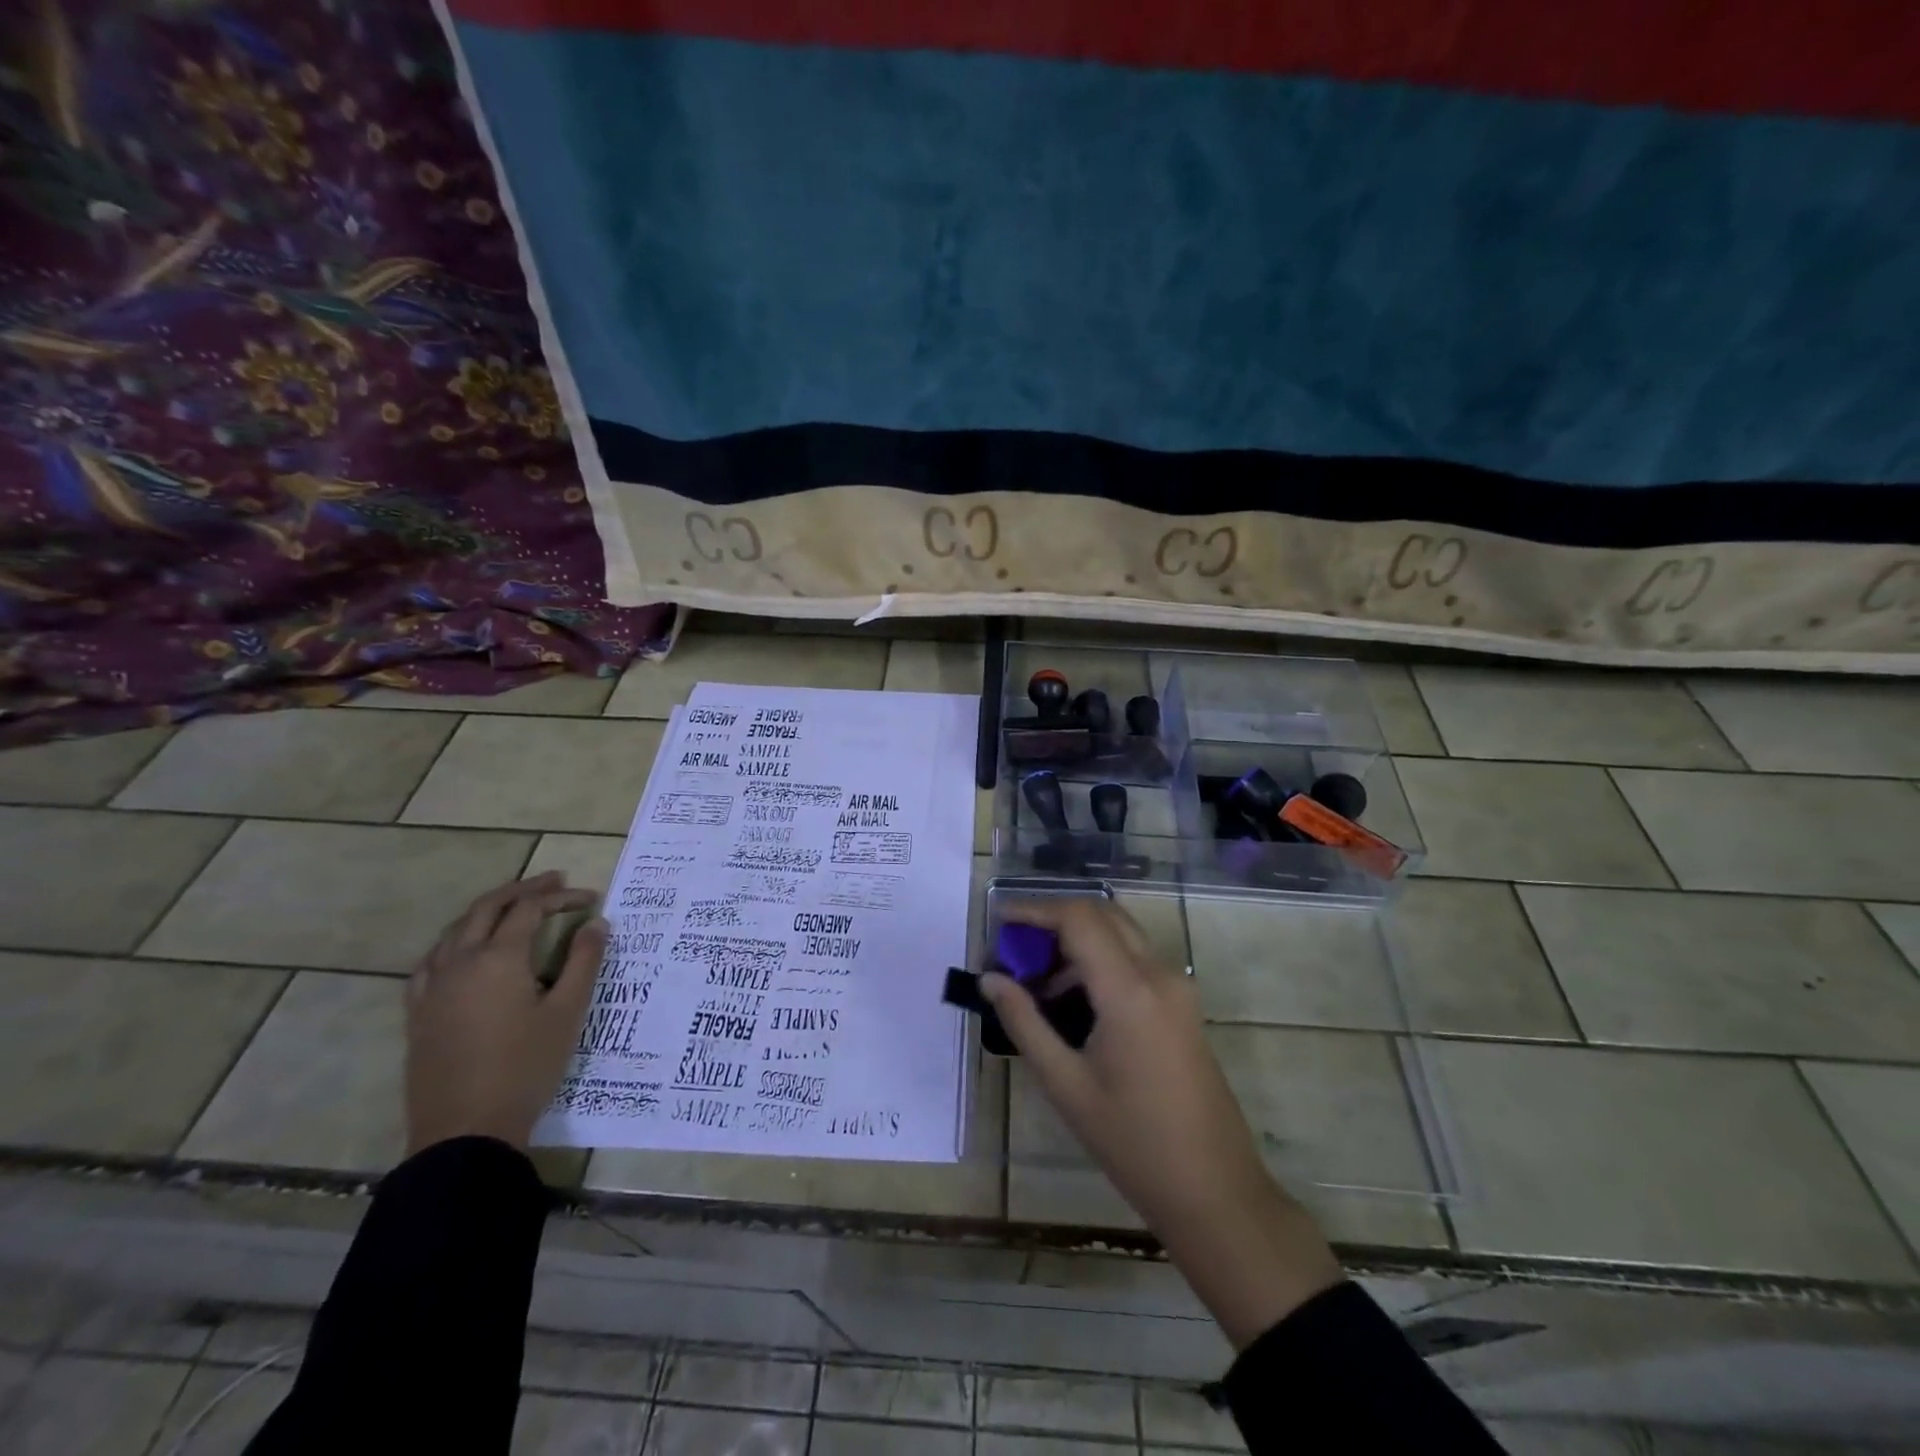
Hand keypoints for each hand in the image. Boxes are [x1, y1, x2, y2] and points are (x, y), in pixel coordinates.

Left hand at [406, 871, 607, 1155]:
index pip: (531, 909)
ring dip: (488, 909)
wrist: (465, 1131)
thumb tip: (596, 923)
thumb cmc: (526, 1068)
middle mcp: (460, 962)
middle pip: (488, 907)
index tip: (592, 899)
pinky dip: (456, 940)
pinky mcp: (418, 1012)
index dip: (562, 897)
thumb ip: (583, 962)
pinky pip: (432, 960)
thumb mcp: (567, 1012)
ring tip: (515, 907)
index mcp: (498, 958)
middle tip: (556, 882)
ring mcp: (432, 987)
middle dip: (524, 889)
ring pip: (456, 929)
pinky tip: (464, 950)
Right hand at [981, 897, 1340, 1346]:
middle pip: (1101, 915)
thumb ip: (1024, 1022)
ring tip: (1034, 983)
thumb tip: (990, 979)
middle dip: (1053, 921)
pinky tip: (1071, 1002)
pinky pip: (1134, 961)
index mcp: (1129, 990)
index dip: (1034, 910)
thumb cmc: (1133, 1143)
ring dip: (1076, 942)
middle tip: (1014, 950)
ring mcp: (1177, 987)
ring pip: (1119, 935)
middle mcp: (1158, 974)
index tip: (998, 922)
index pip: (1078, 918)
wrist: (1215, 1192)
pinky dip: (1098, 962)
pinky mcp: (1182, 1004)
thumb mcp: (1066, 1085)